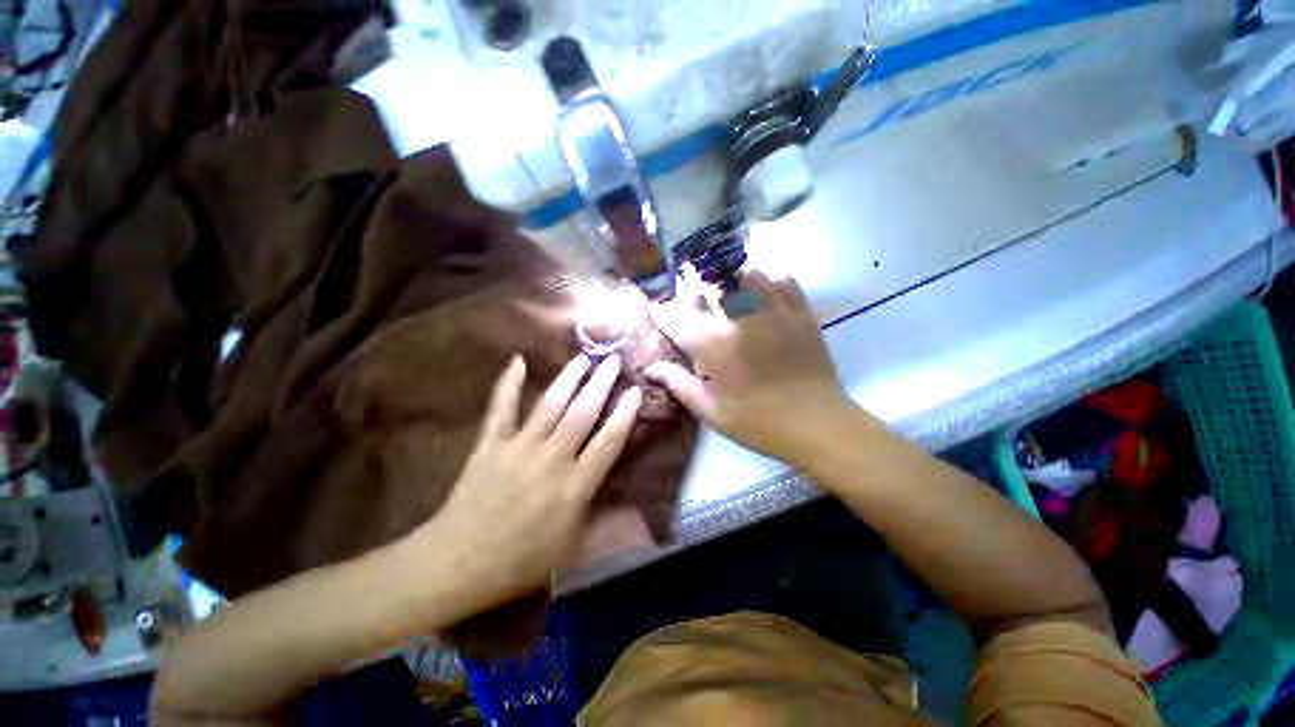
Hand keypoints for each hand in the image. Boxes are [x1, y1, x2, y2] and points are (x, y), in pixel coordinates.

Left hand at [410, 354, 640, 619]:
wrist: (458, 564)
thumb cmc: (521, 561)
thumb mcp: (573, 550)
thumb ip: (606, 523)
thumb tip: (637, 507)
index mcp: (574, 487)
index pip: (608, 442)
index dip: (625, 414)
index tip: (636, 391)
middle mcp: (551, 459)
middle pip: (582, 413)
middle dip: (601, 384)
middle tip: (613, 360)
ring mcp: (518, 447)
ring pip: (550, 404)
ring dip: (569, 378)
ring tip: (583, 357)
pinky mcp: (490, 444)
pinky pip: (501, 408)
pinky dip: (508, 383)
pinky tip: (518, 360)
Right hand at [645, 272, 851, 460]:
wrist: (818, 424)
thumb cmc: (758, 423)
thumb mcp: (711, 411)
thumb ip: (678, 383)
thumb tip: (650, 368)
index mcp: (713, 346)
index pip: (676, 318)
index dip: (662, 313)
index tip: (657, 311)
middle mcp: (739, 319)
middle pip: (711, 285)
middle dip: (699, 293)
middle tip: (699, 306)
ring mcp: (774, 311)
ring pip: (747, 274)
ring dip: (734, 283)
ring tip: (733, 298)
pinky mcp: (801, 312)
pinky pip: (783, 280)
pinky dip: (770, 283)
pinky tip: (767, 298)